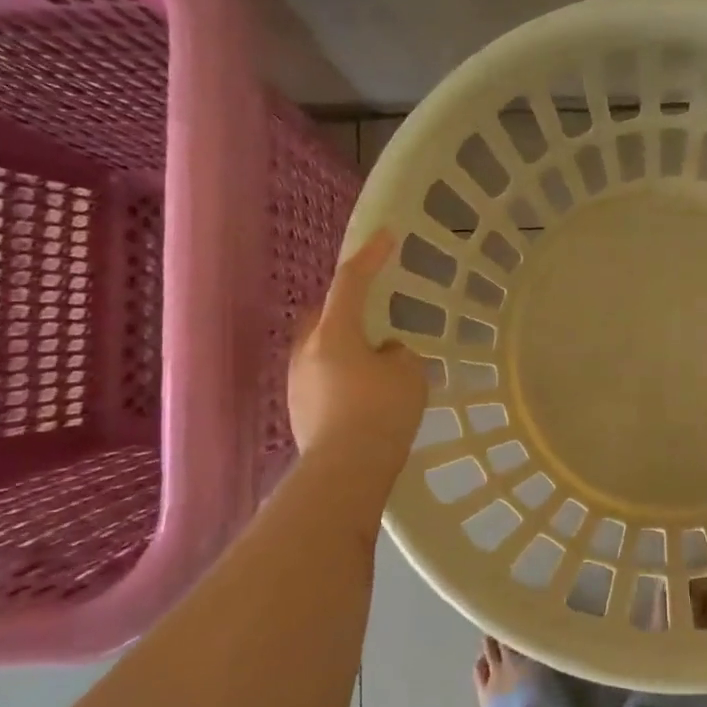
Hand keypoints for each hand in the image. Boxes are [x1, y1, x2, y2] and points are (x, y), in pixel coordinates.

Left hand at [288, 229, 427, 459]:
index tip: (387, 235)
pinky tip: (363, 397)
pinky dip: (341, 376)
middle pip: (325, 315)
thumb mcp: (409, 374)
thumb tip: (383, 354)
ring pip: (321, 349)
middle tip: (374, 315)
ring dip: (344, 347)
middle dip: (347, 308)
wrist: (345, 471)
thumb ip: (398, 354)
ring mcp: (297, 382)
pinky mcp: (298, 410)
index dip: (371, 256)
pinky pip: (322, 378)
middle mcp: (307, 351)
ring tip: (375, 364)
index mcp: (334, 333)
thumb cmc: (382, 412)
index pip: (352, 282)